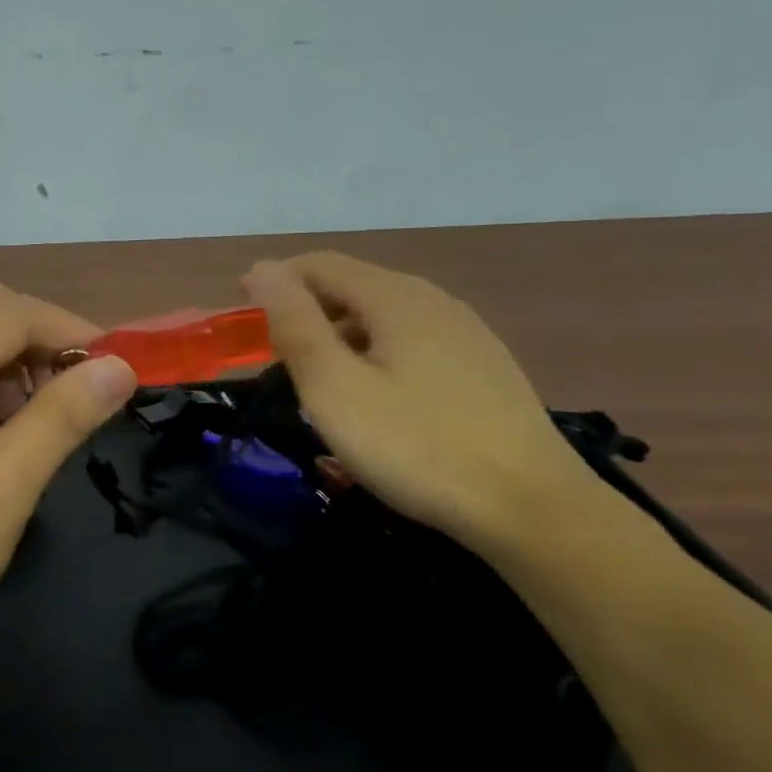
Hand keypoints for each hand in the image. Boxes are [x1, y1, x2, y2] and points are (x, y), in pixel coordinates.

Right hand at [242, 253, 594, 546]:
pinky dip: (375, 352)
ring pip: (383, 315)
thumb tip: (261, 270)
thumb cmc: (415, 445)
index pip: (320, 265)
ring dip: (339, 333)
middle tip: (276, 354)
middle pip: (353, 285)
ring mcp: (466, 332)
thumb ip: (294, 324)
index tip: (241, 312)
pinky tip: (376, 395)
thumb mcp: (334, 387)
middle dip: (306, 309)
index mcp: (394, 297)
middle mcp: (432, 300)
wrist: (530, 507)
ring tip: (319, 378)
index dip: (275, 280)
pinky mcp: (483, 366)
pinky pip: (411, 340)